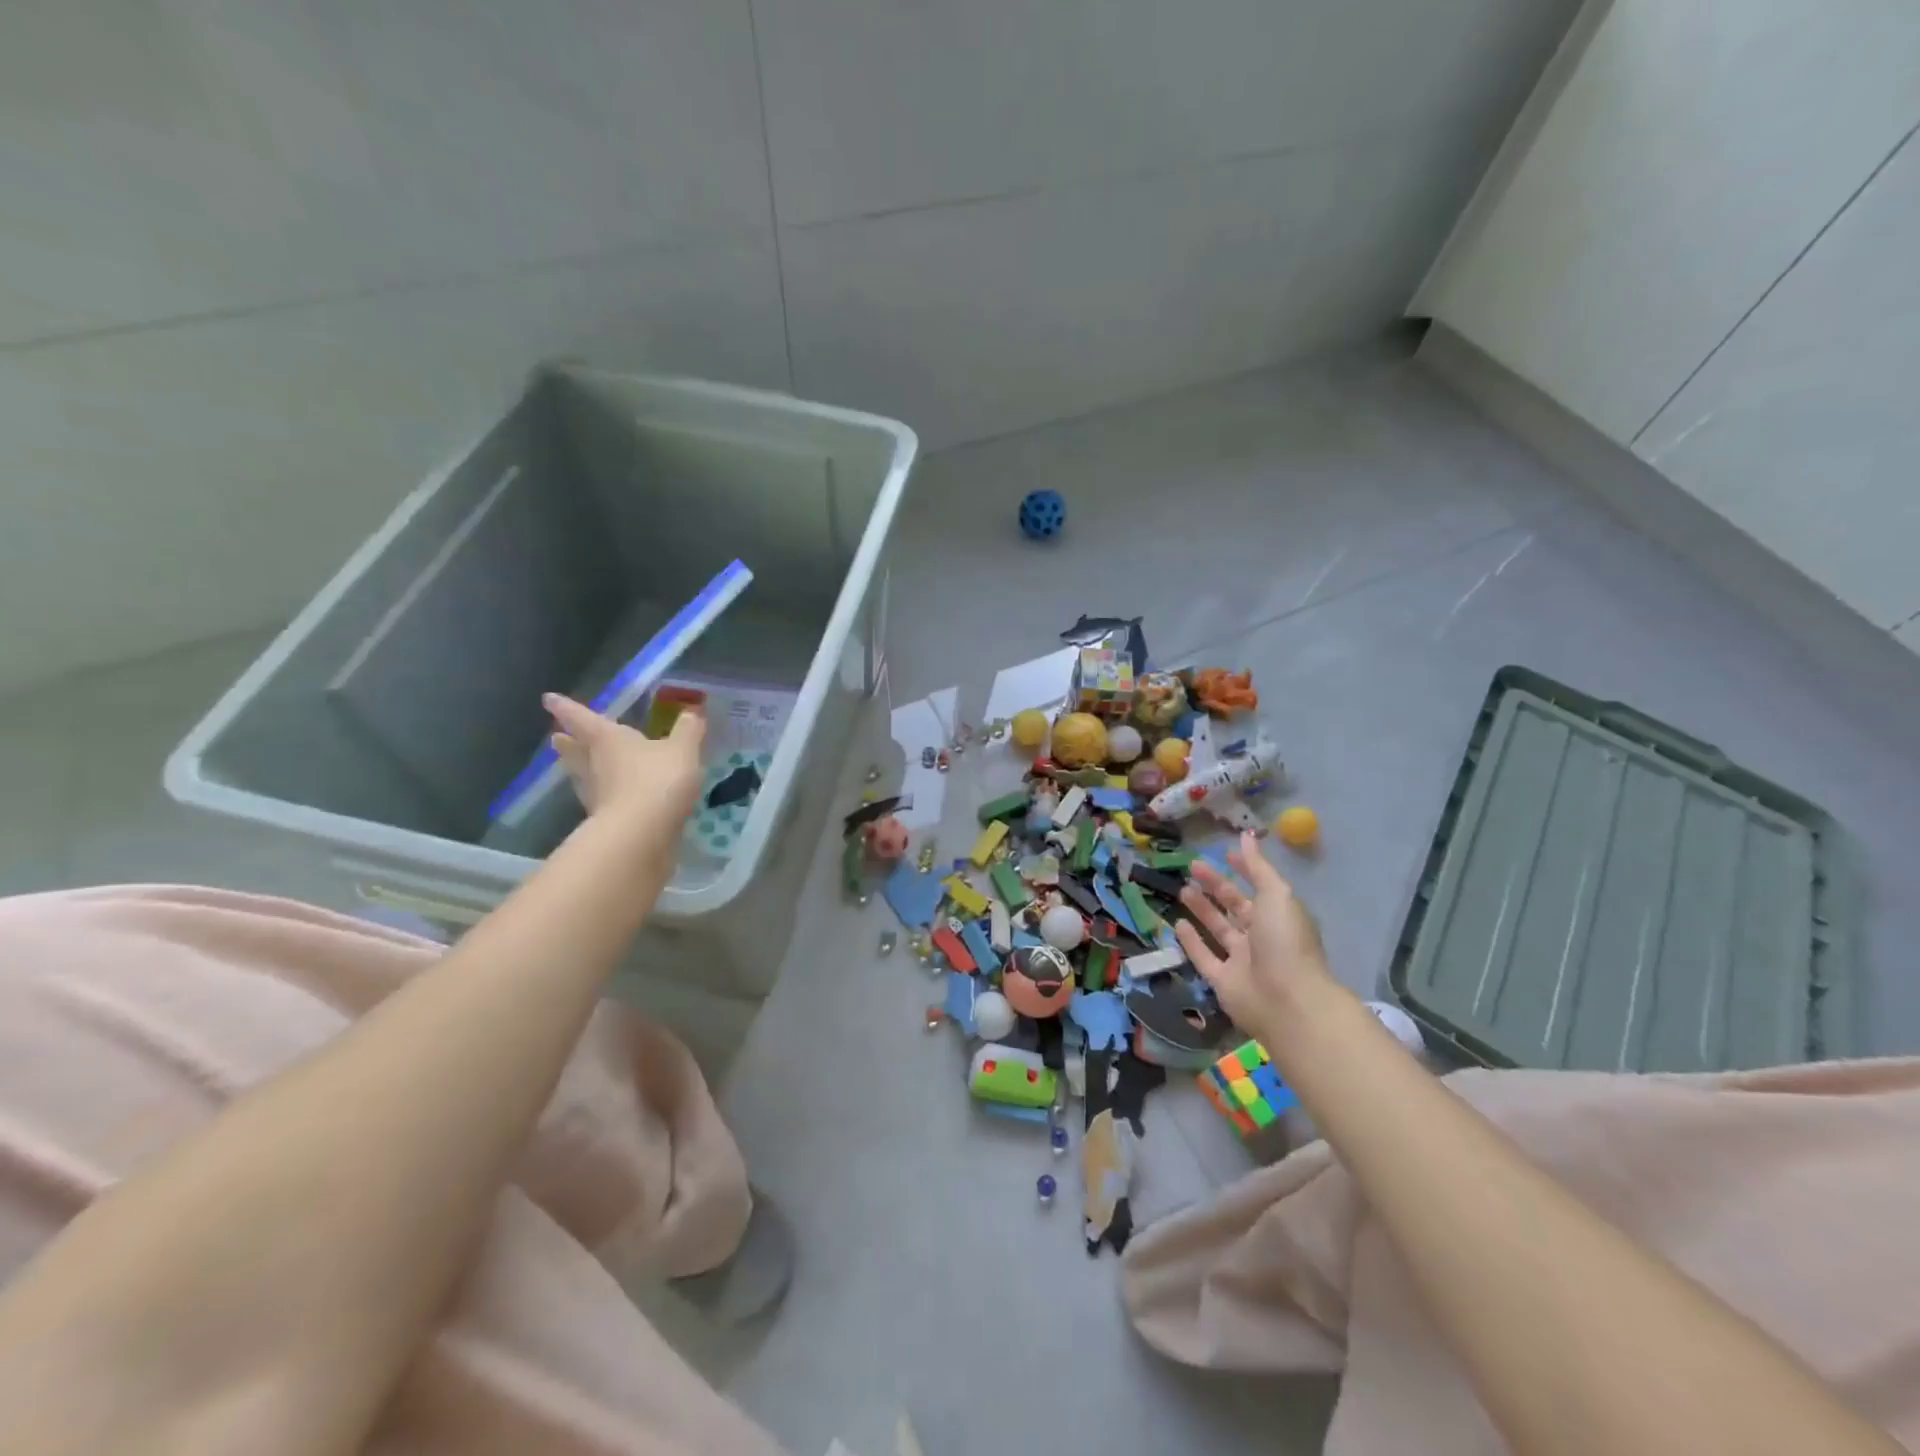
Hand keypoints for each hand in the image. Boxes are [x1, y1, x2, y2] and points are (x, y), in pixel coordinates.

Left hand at [544, 693, 704, 831]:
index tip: (548, 699)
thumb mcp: (682, 750)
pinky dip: (604, 797)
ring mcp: (597, 796)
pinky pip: (602, 802)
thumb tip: (691, 713)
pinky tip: (613, 799)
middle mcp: (594, 765)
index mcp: (608, 739)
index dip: (566, 707)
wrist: (642, 835)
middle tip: (555, 737)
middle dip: (567, 743)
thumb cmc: (658, 780)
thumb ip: (688, 731)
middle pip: (575, 751)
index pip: (583, 718)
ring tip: (577, 766)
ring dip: (579, 770)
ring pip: (583, 777)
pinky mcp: (605, 823)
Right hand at [1175, 831, 1337, 1038]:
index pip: (1258, 888)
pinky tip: (1176, 923)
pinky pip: (1204, 957)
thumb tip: (1246, 836)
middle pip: (1235, 907)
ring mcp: (1242, 961)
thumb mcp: (1276, 895)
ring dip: (1202, 910)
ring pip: (1218, 930)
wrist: (1287, 1002)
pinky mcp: (1223, 982)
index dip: (1244, 870)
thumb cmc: (1285, 942)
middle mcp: (1261, 938)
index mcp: (1279, 917)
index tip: (1225, 853)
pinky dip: (1191, 941)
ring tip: (1182, 889)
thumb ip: (1258, 868)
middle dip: (1216, 886)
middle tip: (1192, 866)